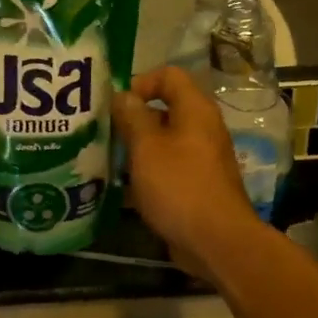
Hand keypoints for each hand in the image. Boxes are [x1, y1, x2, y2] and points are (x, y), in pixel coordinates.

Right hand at [112, 66, 263, 277]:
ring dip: (135, 149)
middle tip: (102, 132)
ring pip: (162, 143)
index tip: (115, 105)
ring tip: (105, 159)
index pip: (168, 76)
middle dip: (131, 119)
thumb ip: (132, 117)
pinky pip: (166, 169)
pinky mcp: (195, 186)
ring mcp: (200, 159)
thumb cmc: (179, 186)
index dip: (140, 82)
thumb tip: (123, 95)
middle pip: (164, 110)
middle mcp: (201, 129)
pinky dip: (146, 174)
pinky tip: (121, 188)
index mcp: (195, 110)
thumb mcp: (147, 147)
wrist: (215, 241)